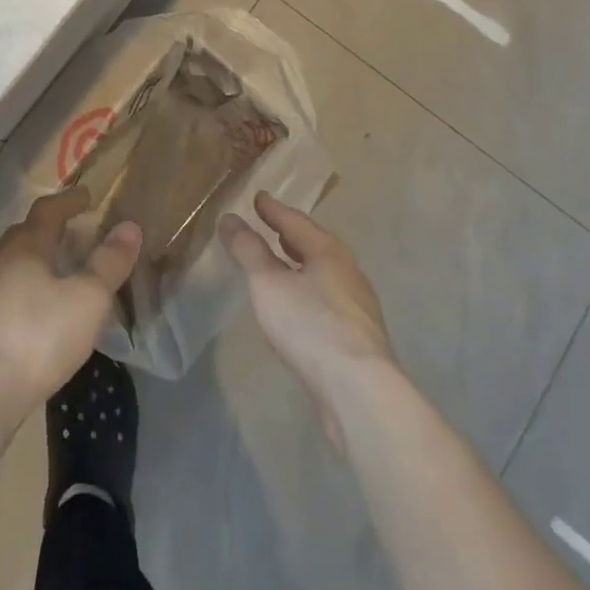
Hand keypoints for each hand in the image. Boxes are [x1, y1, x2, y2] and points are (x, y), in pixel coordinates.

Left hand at [0, 188, 141, 429]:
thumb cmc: (37, 337)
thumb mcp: (87, 300)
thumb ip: (109, 263)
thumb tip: (129, 227)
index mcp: (26, 246)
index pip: (48, 209)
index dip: (69, 200)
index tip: (87, 196)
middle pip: (24, 234)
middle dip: (48, 230)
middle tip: (71, 233)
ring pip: (9, 266)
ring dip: (31, 263)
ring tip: (53, 275)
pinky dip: (18, 294)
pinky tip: (29, 317)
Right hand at [221, 191, 395, 449]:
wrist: (360, 392)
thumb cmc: (311, 326)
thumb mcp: (268, 283)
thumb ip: (248, 250)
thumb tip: (229, 218)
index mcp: (328, 250)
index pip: (296, 220)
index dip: (273, 209)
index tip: (258, 197)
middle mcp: (348, 271)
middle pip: (314, 244)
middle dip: (290, 234)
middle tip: (269, 224)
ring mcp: (357, 306)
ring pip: (322, 273)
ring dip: (300, 263)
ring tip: (280, 262)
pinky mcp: (357, 337)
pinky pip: (326, 299)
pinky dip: (307, 290)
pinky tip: (297, 306)